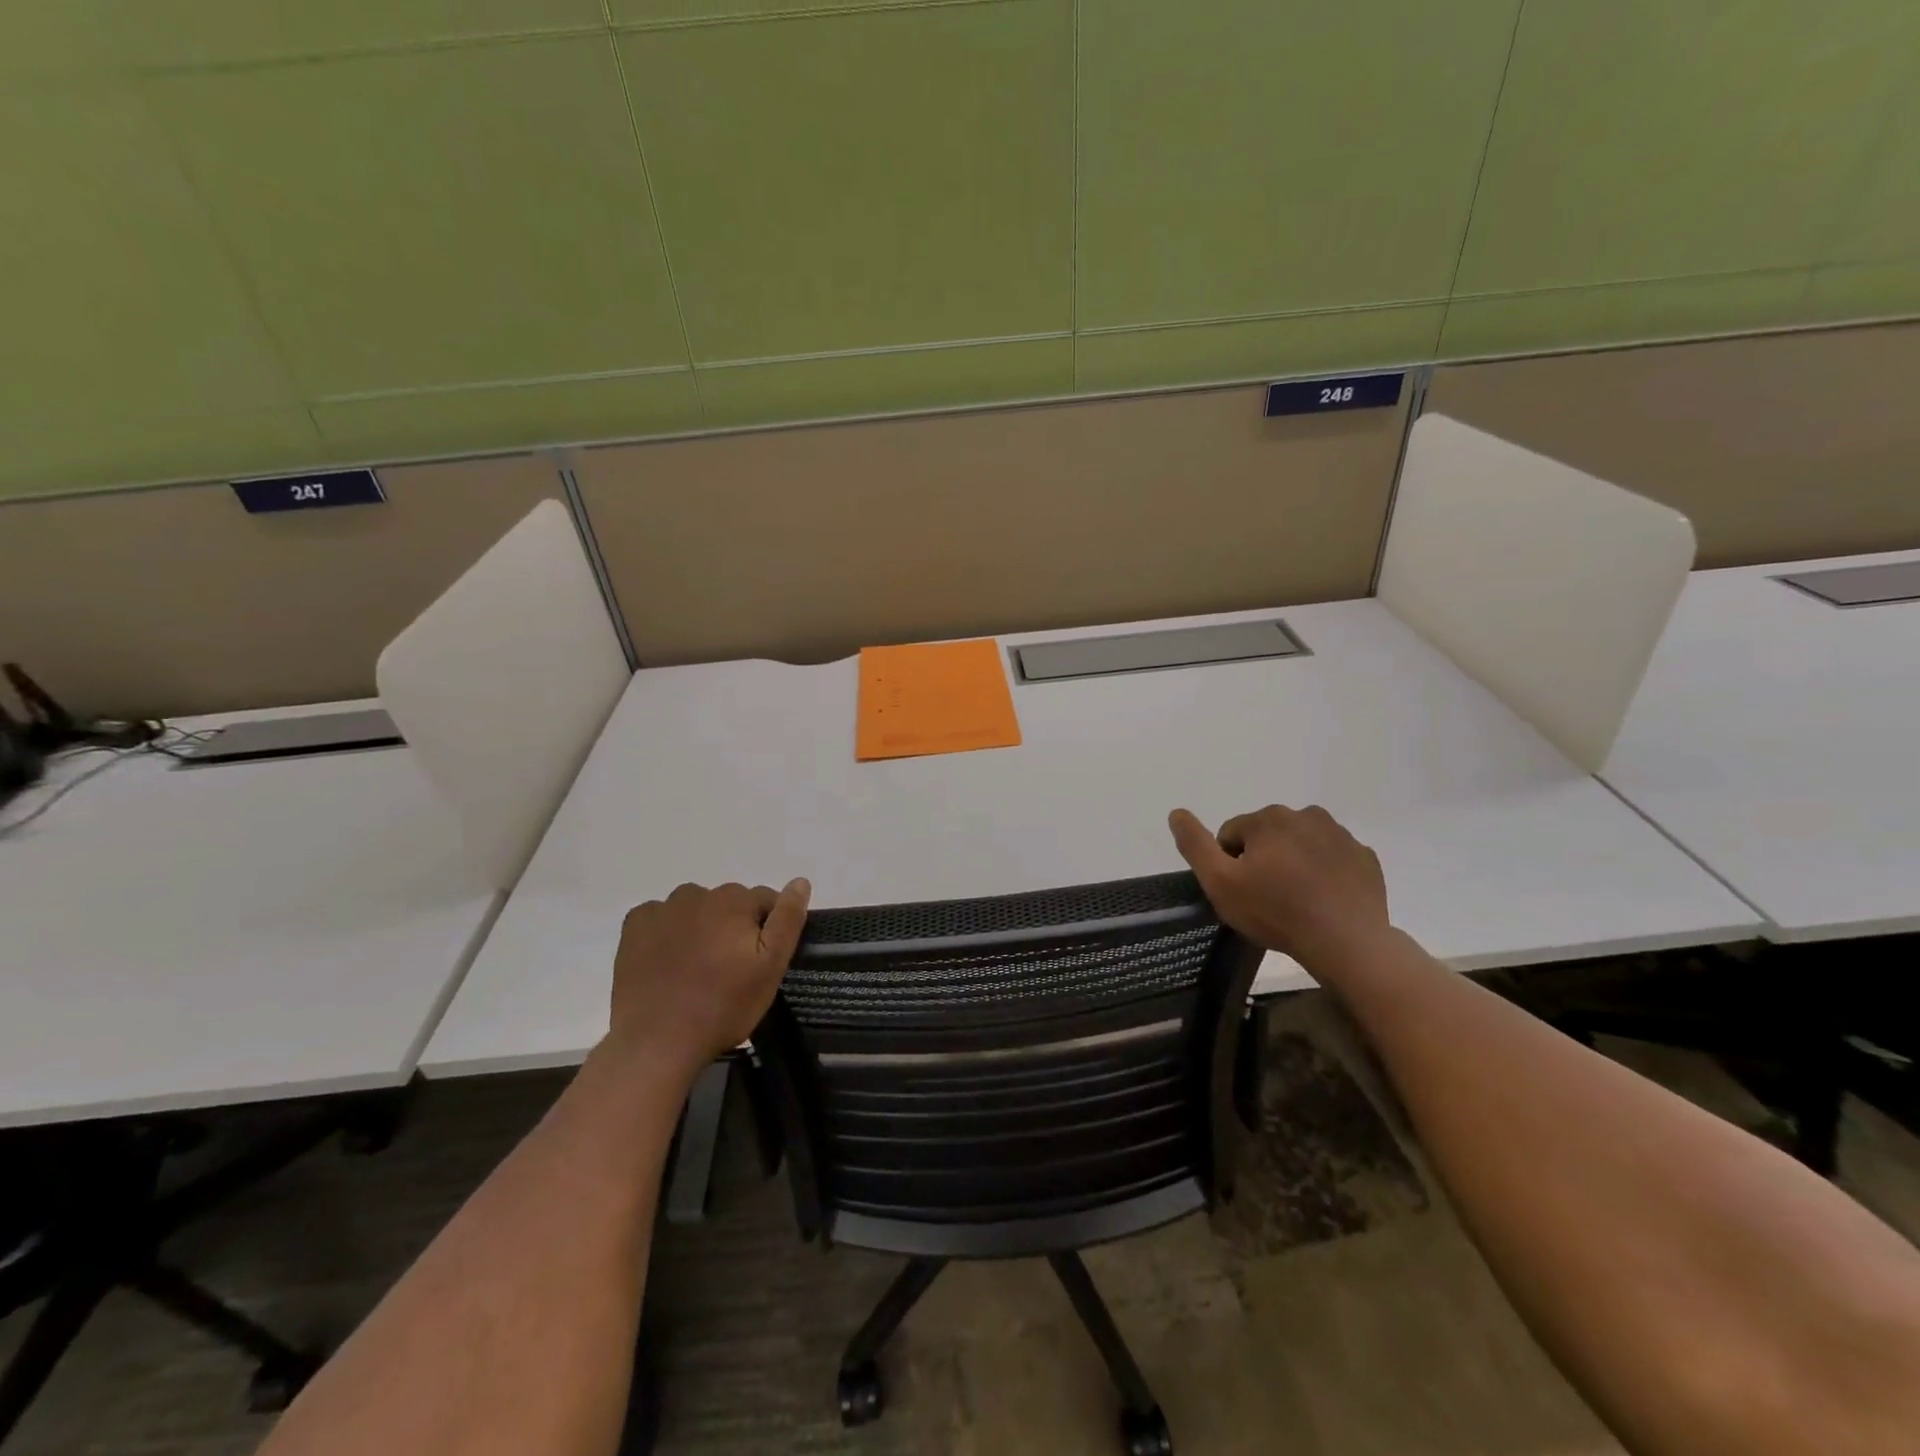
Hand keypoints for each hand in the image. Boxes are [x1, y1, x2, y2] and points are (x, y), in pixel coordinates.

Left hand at [607, 879, 810, 1074]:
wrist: (657, 1041)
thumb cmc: (723, 1006)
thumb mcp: (771, 967)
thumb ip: (787, 919)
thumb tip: (800, 881)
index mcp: (734, 901)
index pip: (764, 900)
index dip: (768, 929)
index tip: (760, 960)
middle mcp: (697, 894)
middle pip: (728, 903)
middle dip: (733, 926)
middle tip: (729, 969)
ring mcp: (662, 909)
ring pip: (694, 908)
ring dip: (701, 926)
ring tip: (698, 967)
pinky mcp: (634, 927)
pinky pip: (660, 918)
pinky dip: (668, 931)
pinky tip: (668, 961)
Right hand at [1168, 805, 1388, 964]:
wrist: (1346, 942)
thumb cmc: (1275, 911)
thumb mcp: (1219, 882)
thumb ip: (1194, 845)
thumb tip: (1176, 813)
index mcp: (1268, 818)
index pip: (1232, 834)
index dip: (1230, 864)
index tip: (1242, 892)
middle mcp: (1306, 815)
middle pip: (1268, 836)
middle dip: (1263, 860)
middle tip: (1267, 898)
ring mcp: (1341, 835)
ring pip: (1301, 844)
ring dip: (1293, 863)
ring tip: (1296, 901)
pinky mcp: (1364, 857)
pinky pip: (1332, 859)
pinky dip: (1324, 873)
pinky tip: (1322, 901)